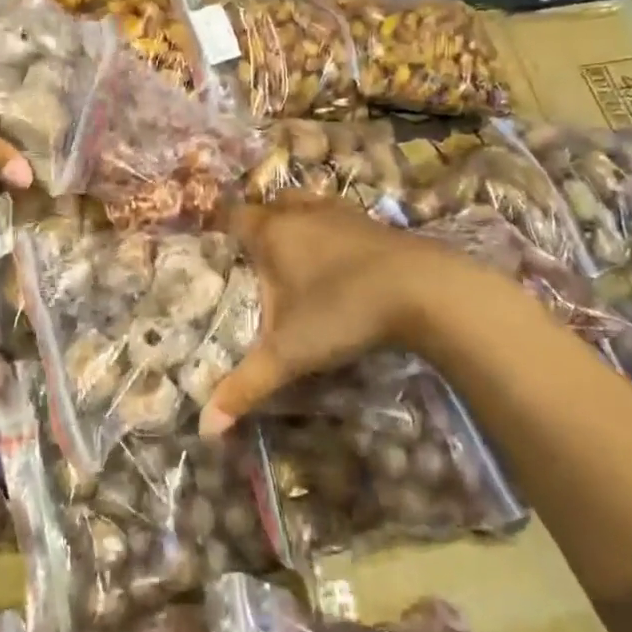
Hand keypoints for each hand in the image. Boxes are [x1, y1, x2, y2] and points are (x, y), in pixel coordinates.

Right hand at [200, 197, 478, 435]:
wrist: (425, 290)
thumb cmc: (343, 312)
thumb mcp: (289, 354)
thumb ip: (246, 386)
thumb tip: (206, 428)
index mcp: (273, 232)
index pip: (234, 216)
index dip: (221, 228)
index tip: (214, 246)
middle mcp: (303, 213)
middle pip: (271, 204)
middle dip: (259, 222)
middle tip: (253, 254)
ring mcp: (342, 213)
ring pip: (307, 204)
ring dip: (297, 221)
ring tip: (293, 252)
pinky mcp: (375, 223)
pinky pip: (339, 218)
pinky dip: (330, 232)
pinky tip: (337, 260)